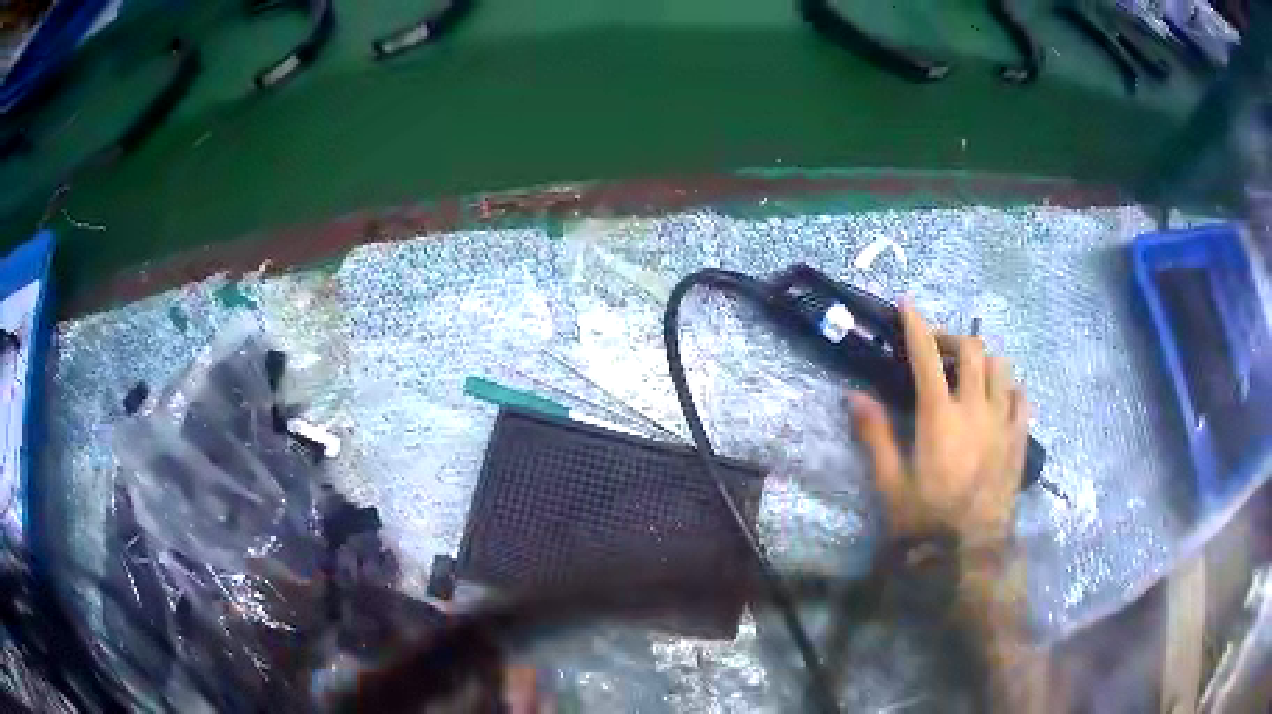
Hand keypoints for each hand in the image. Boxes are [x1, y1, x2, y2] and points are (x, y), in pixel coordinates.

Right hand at [850, 300, 1029, 543]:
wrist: (969, 554)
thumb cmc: (925, 520)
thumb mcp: (891, 483)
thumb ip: (876, 436)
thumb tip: (855, 396)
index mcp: (940, 417)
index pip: (927, 357)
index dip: (916, 325)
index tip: (907, 304)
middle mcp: (976, 409)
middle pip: (972, 350)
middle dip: (952, 339)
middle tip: (937, 350)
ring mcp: (1003, 423)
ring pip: (1002, 368)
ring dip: (984, 360)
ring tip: (970, 374)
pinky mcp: (1019, 440)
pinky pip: (1022, 398)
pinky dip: (1010, 388)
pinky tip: (999, 398)